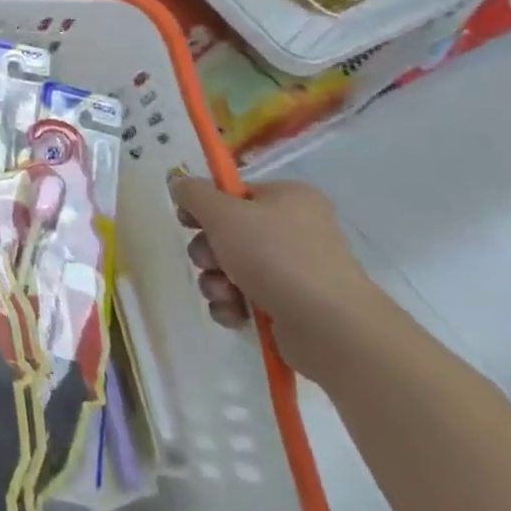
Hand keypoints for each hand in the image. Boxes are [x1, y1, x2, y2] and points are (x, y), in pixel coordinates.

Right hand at [168, 175, 384, 382]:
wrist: (331, 328)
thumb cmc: (276, 256)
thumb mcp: (223, 213)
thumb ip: (193, 193)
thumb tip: (178, 182)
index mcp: (289, 198)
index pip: (233, 193)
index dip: (205, 206)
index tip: (188, 220)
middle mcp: (295, 230)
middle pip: (228, 232)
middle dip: (208, 250)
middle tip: (210, 261)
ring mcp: (295, 270)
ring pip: (231, 267)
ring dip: (215, 280)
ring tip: (224, 293)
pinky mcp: (291, 306)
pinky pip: (245, 297)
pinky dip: (232, 305)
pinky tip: (235, 313)